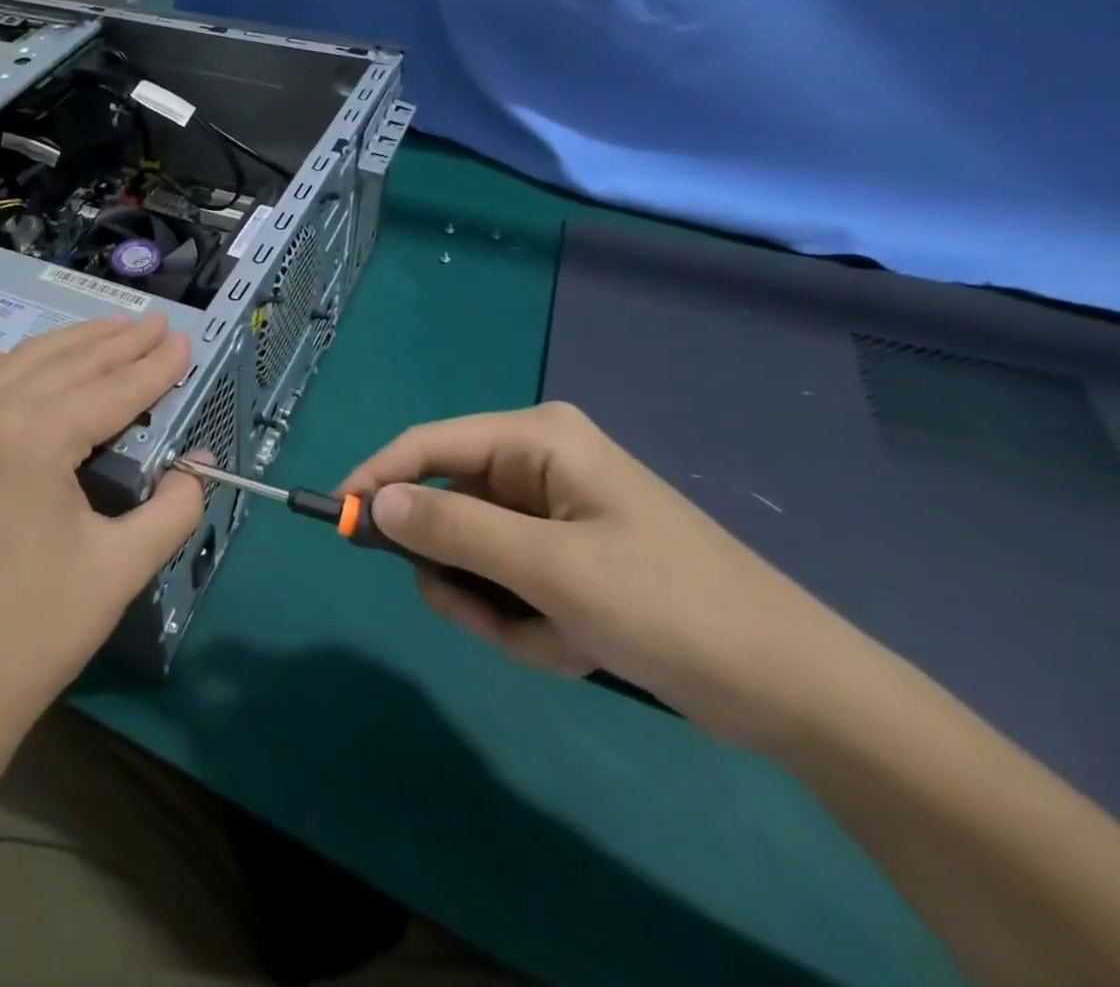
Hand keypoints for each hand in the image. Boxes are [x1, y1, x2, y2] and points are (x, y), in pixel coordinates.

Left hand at [0, 314, 204, 737]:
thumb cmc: (37, 629)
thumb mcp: (122, 567)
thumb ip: (173, 507)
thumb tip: (199, 464)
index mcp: (35, 438)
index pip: (112, 390)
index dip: (155, 367)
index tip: (184, 341)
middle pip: (68, 365)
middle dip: (119, 343)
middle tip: (157, 325)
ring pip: (20, 364)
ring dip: (69, 344)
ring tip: (111, 330)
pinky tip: (14, 363)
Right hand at [341, 402, 872, 741]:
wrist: (797, 694)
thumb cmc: (673, 607)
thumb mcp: (552, 569)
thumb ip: (455, 529)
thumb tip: (376, 502)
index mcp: (537, 440)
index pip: (428, 443)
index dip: (378, 477)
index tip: (337, 520)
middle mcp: (538, 466)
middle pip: (447, 508)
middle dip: (462, 573)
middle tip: (487, 618)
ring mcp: (551, 515)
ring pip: (472, 557)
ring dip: (498, 609)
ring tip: (554, 641)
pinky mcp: (564, 559)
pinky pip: (506, 586)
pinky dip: (525, 625)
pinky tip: (577, 648)